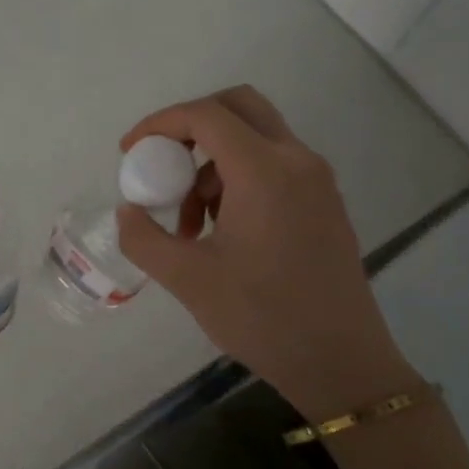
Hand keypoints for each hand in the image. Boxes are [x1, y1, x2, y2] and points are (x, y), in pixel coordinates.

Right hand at [116, 87, 420, 421]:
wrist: (340, 361)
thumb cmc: (261, 317)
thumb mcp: (187, 279)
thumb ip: (144, 238)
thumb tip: (127, 211)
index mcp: (264, 171)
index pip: (205, 115)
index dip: (159, 123)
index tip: (129, 151)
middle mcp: (297, 161)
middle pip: (238, 107)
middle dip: (190, 125)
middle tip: (162, 162)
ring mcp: (317, 181)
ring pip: (255, 138)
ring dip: (212, 163)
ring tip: (188, 223)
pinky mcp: (324, 202)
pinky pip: (274, 166)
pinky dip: (238, 178)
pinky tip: (221, 231)